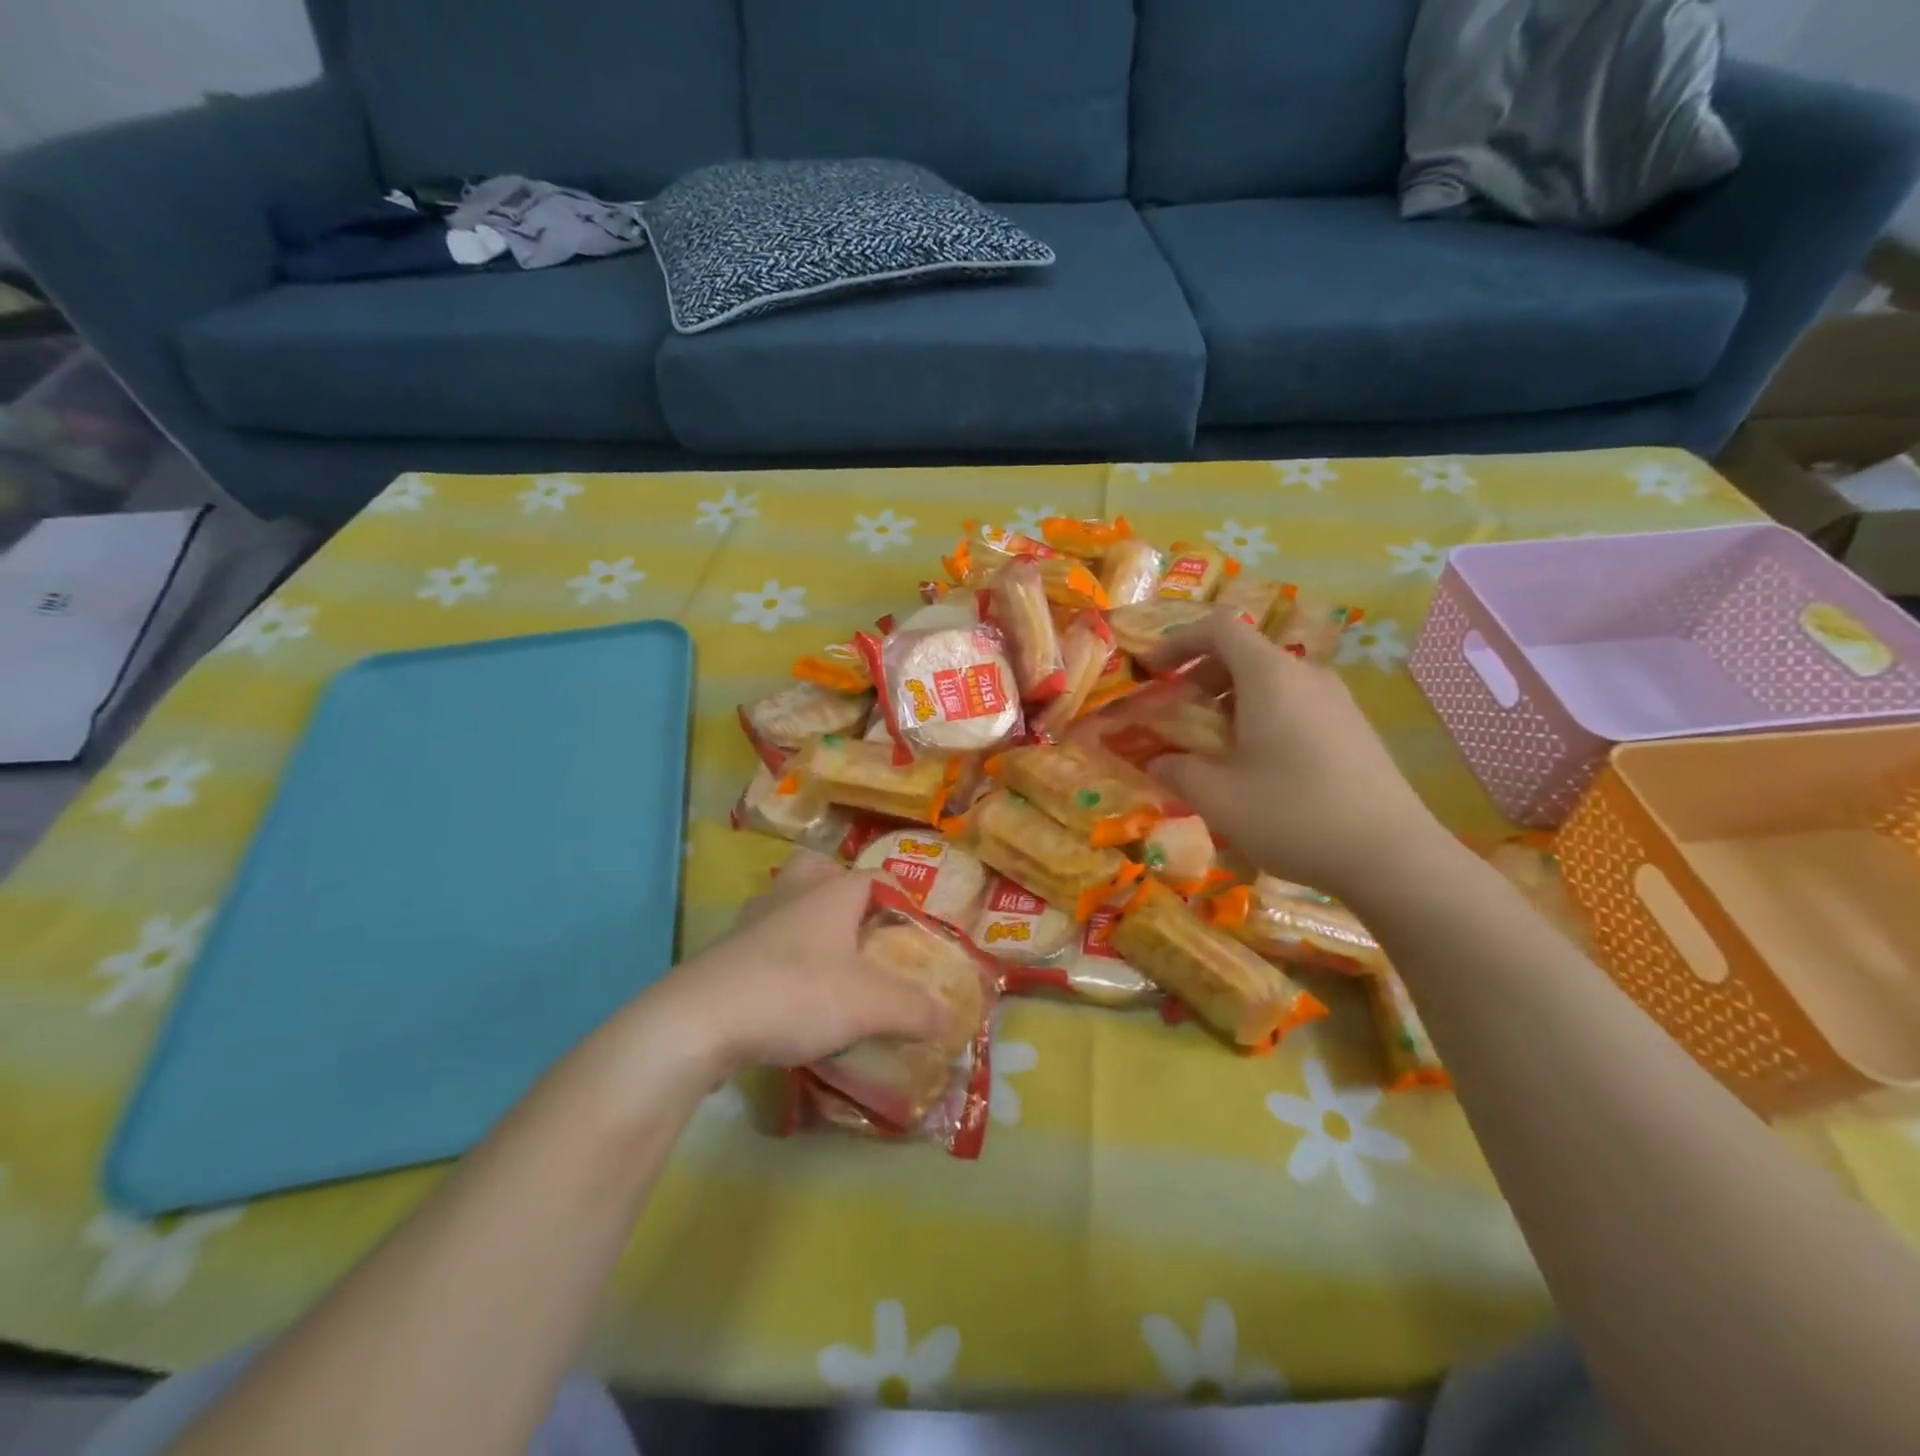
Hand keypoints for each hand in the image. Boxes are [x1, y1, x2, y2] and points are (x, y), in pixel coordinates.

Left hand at [638, 852, 947, 1081]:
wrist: (699, 1021)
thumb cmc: (796, 993)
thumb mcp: (870, 1005)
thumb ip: (915, 1010)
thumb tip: (950, 1019)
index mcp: (831, 893)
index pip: (874, 877)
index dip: (899, 898)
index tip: (913, 930)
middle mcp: (792, 894)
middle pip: (819, 869)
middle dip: (841, 890)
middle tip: (860, 928)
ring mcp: (752, 920)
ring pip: (786, 902)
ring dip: (807, 921)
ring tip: (827, 960)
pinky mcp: (724, 952)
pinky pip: (761, 939)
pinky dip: (778, 954)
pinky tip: (788, 991)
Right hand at [1142, 611, 1446, 897]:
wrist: (1391, 856)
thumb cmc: (1292, 814)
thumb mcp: (1217, 797)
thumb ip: (1177, 770)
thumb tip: (1157, 761)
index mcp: (1270, 676)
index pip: (1219, 628)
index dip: (1178, 640)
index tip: (1152, 668)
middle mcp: (1306, 675)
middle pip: (1245, 653)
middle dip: (1200, 676)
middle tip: (1175, 713)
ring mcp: (1337, 701)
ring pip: (1272, 681)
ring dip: (1231, 700)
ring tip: (1212, 743)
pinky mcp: (1354, 728)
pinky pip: (1296, 703)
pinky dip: (1262, 716)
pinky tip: (1256, 763)